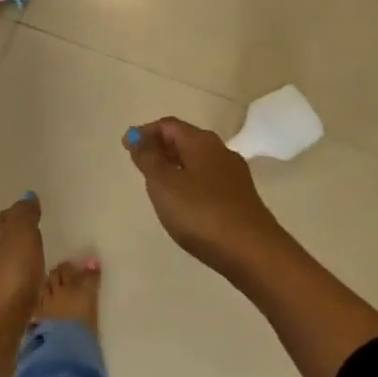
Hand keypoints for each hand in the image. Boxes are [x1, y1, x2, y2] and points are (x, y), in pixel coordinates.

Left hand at [0, 193, 45, 356]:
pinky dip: (15, 291)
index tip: (31, 219)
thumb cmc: (6, 280)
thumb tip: (27, 198)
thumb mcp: (21, 238)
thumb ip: (24, 217)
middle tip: (36, 244)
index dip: (12, 217)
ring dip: (14, 269)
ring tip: (37, 271)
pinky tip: (28, 298)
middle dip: (12, 242)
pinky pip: (3, 295)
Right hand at [124, 118, 292, 278]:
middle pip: (185, 140)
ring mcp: (233, 175)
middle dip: (160, 147)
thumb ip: (147, 157)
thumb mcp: (163, 183)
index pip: (168, 125)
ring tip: (156, 183)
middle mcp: (220, 151)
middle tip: (138, 163)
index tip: (126, 146)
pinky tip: (182, 201)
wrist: (252, 251)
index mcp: (201, 142)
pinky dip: (189, 181)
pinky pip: (207, 179)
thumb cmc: (200, 212)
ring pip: (197, 161)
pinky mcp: (239, 198)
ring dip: (174, 165)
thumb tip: (136, 135)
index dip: (145, 131)